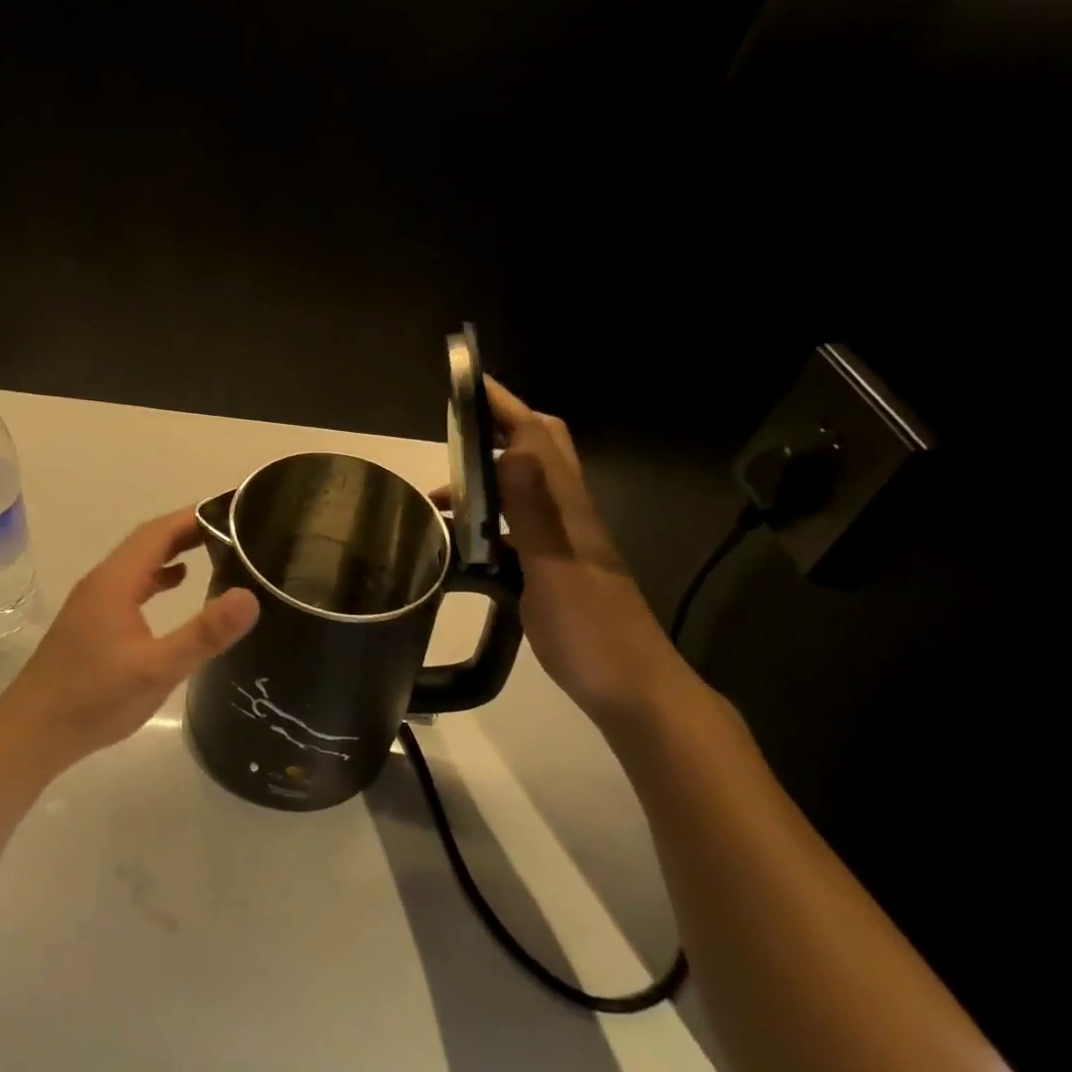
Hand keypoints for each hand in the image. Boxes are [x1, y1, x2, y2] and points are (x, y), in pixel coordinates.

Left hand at [0, 508, 259, 773]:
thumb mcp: (157, 669)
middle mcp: (102, 581)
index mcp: (115, 581)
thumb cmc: (94, 699)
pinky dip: (156, 576)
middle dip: (187, 530)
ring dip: (172, 551)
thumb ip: (204, 634)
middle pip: (147, 541)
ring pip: (138, 562)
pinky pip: (130, 583)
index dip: (194, 516)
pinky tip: (176, 586)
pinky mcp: (90, 621)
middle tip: (231, 528)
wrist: (32, 732)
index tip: (231, 511)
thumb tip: (249, 597)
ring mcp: (93, 600)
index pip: (158, 532)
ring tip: (213, 550)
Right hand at [460, 378, 682, 726]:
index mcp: (568, 504)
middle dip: (499, 427)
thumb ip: (535, 509)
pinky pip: (515, 525)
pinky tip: (460, 542)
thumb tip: (516, 448)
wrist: (632, 690)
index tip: (468, 382)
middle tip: (453, 429)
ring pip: (524, 486)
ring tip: (439, 496)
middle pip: (539, 448)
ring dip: (486, 476)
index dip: (505, 404)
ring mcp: (562, 540)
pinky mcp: (552, 566)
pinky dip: (486, 519)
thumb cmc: (592, 630)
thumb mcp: (556, 567)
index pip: (538, 435)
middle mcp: (567, 512)